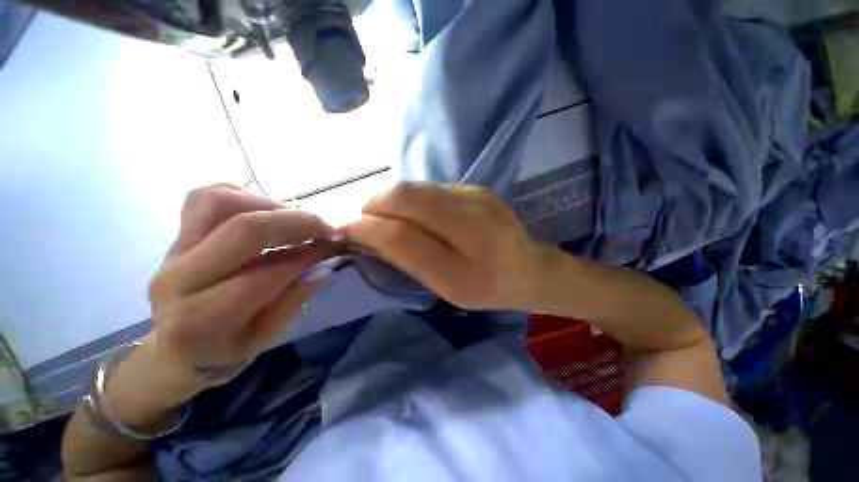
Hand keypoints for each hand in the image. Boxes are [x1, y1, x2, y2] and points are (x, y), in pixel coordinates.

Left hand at [146, 184, 336, 390]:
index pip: (267, 272)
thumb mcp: (266, 338)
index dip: (308, 255)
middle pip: (243, 229)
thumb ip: (294, 298)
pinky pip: (204, 197)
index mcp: (203, 319)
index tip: (333, 247)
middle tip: (325, 227)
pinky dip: (242, 196)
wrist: (174, 350)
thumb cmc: (224, 352)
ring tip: (293, 220)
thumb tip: (323, 263)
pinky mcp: (175, 235)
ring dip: (269, 204)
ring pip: (219, 201)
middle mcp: (178, 279)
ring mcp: (172, 251)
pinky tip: (265, 213)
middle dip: (297, 222)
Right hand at [340, 182, 551, 310]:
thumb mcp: (446, 288)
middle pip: (405, 197)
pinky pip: (430, 187)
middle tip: (364, 220)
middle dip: (373, 205)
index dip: (365, 228)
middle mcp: (472, 222)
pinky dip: (411, 197)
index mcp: (464, 266)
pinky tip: (415, 212)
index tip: (344, 229)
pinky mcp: (477, 187)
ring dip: (390, 199)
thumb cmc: (487, 289)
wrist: (531, 269)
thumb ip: (407, 261)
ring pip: (414, 187)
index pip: (400, 235)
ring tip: (385, 216)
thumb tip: (369, 236)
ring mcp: (476, 197)